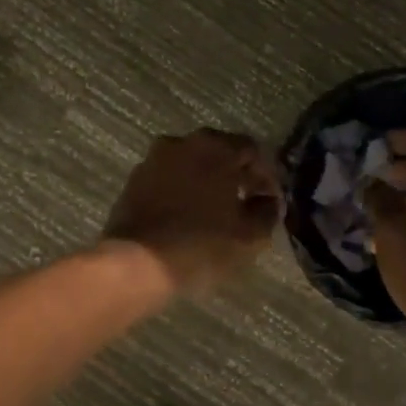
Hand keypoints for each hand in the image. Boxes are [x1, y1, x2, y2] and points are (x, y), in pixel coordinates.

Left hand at [103, 130, 282, 295]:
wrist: (137, 263)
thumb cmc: (201, 245)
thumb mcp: (250, 235)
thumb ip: (267, 211)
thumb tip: (267, 200)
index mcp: (215, 147)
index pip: (251, 150)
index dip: (266, 175)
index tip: (271, 199)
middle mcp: (182, 142)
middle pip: (219, 152)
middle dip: (236, 175)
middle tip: (247, 203)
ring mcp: (154, 159)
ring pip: (191, 164)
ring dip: (207, 182)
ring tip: (218, 212)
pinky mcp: (134, 180)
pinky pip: (169, 179)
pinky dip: (183, 191)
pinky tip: (189, 216)